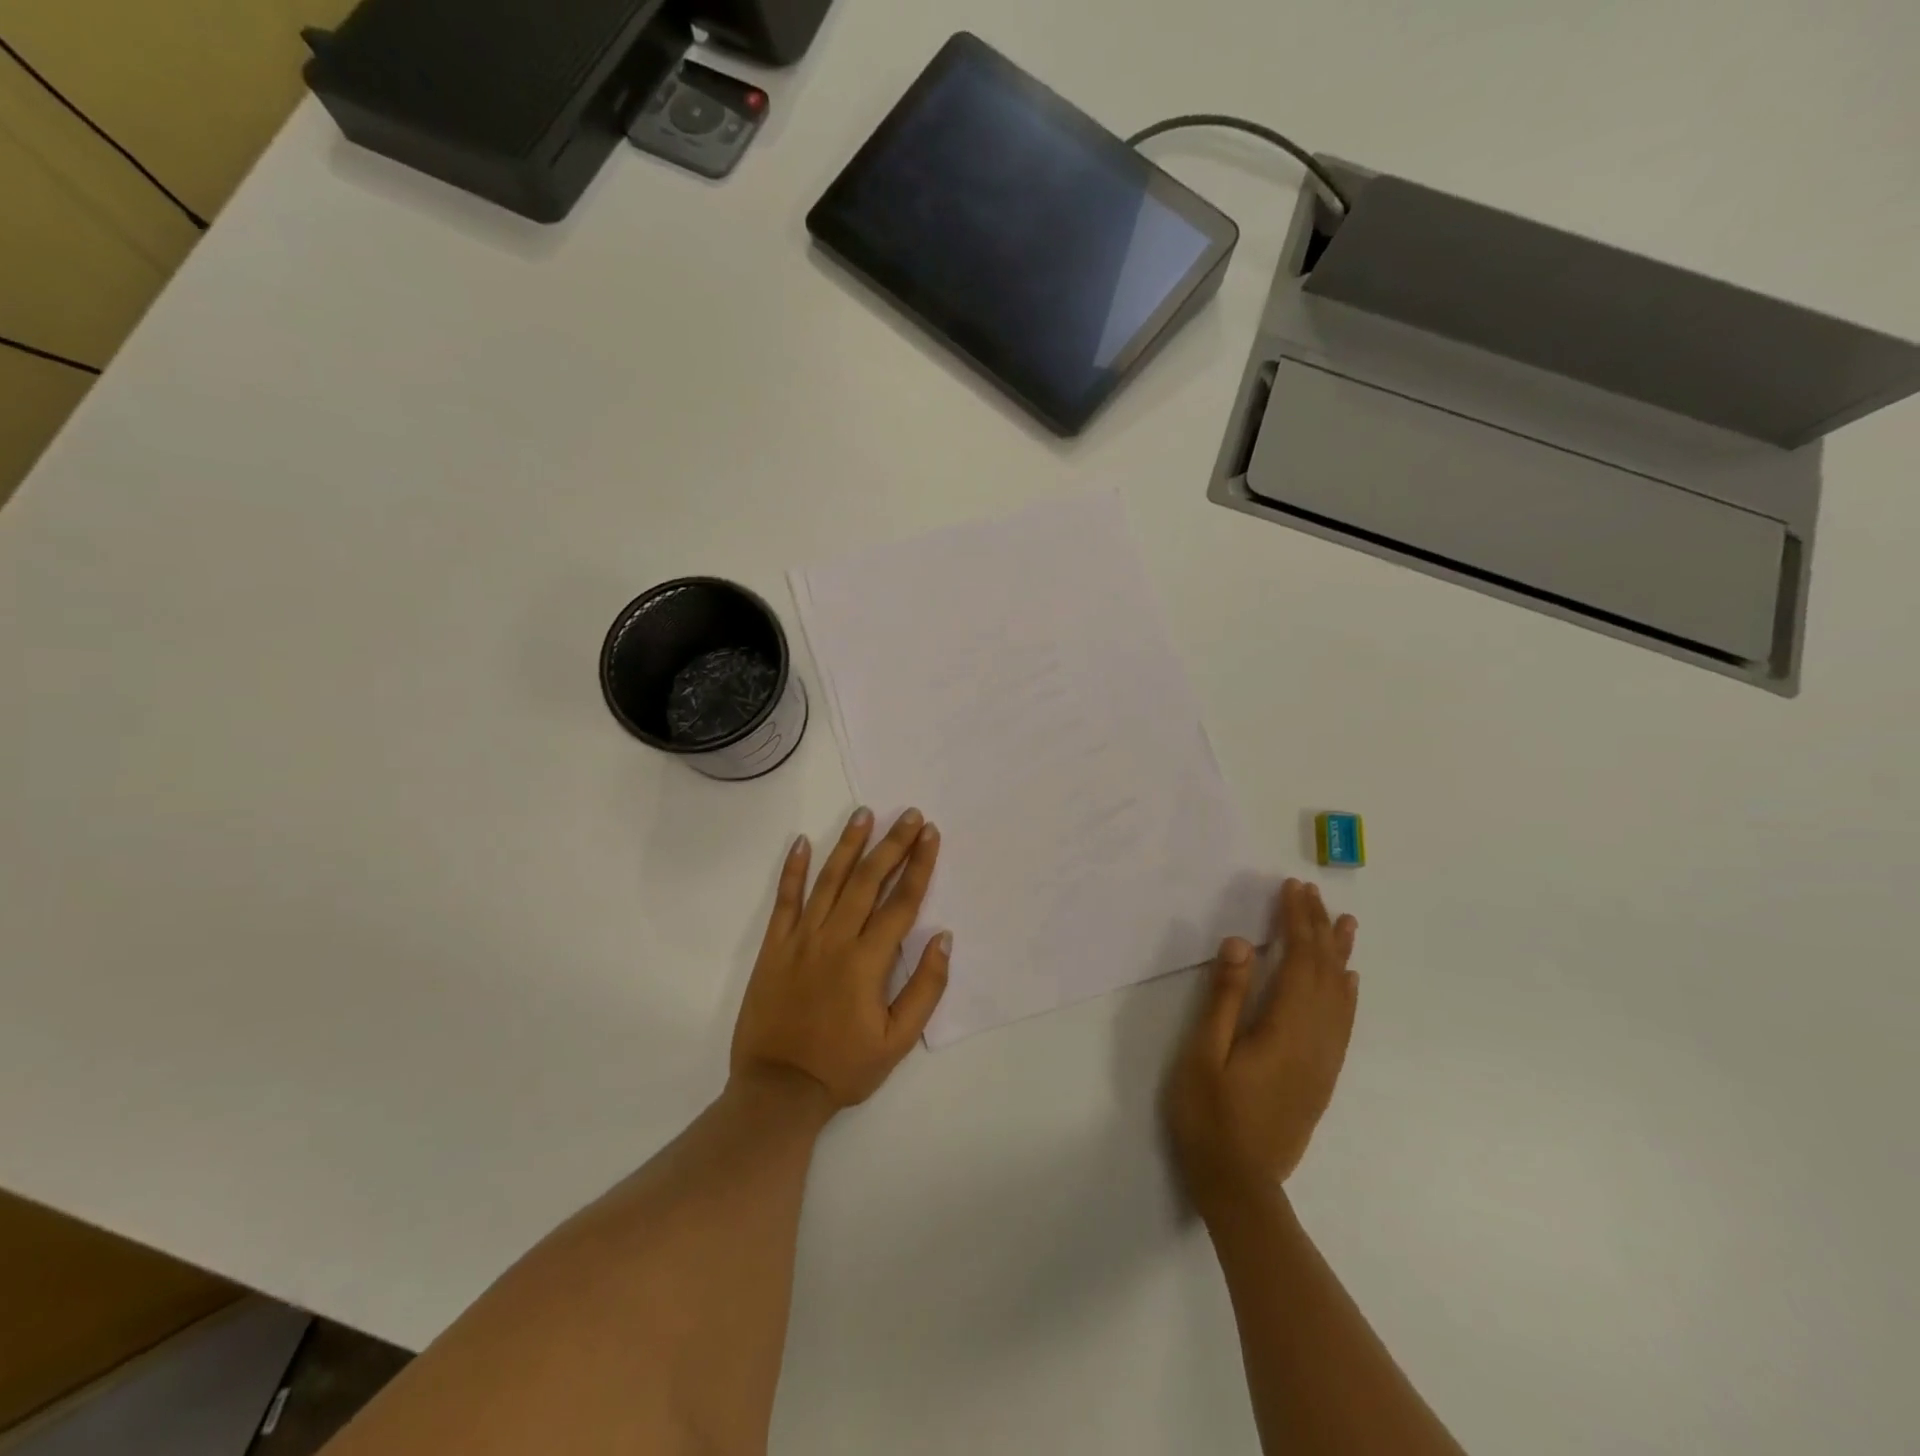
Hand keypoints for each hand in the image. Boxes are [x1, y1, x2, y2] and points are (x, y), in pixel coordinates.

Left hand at [731, 807, 949, 1111]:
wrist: (778, 1090)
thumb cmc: (844, 1067)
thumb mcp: (898, 1041)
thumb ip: (925, 988)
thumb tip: (943, 938)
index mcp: (868, 961)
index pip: (901, 902)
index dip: (919, 865)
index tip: (931, 834)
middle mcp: (835, 940)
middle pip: (868, 880)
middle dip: (892, 844)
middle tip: (909, 814)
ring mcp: (800, 939)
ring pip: (828, 880)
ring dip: (849, 845)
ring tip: (865, 814)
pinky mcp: (773, 946)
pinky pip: (784, 900)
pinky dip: (792, 869)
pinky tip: (802, 841)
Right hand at [1165, 879, 1358, 1215]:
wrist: (1240, 1185)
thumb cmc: (1210, 1116)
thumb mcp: (1203, 1053)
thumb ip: (1224, 998)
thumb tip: (1242, 944)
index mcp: (1285, 1029)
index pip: (1298, 961)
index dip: (1296, 922)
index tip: (1291, 889)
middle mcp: (1315, 1040)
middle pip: (1324, 972)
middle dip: (1317, 928)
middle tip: (1311, 892)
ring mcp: (1323, 1060)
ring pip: (1340, 996)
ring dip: (1339, 954)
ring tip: (1344, 922)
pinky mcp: (1322, 1076)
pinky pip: (1343, 1024)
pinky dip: (1347, 994)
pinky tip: (1348, 981)